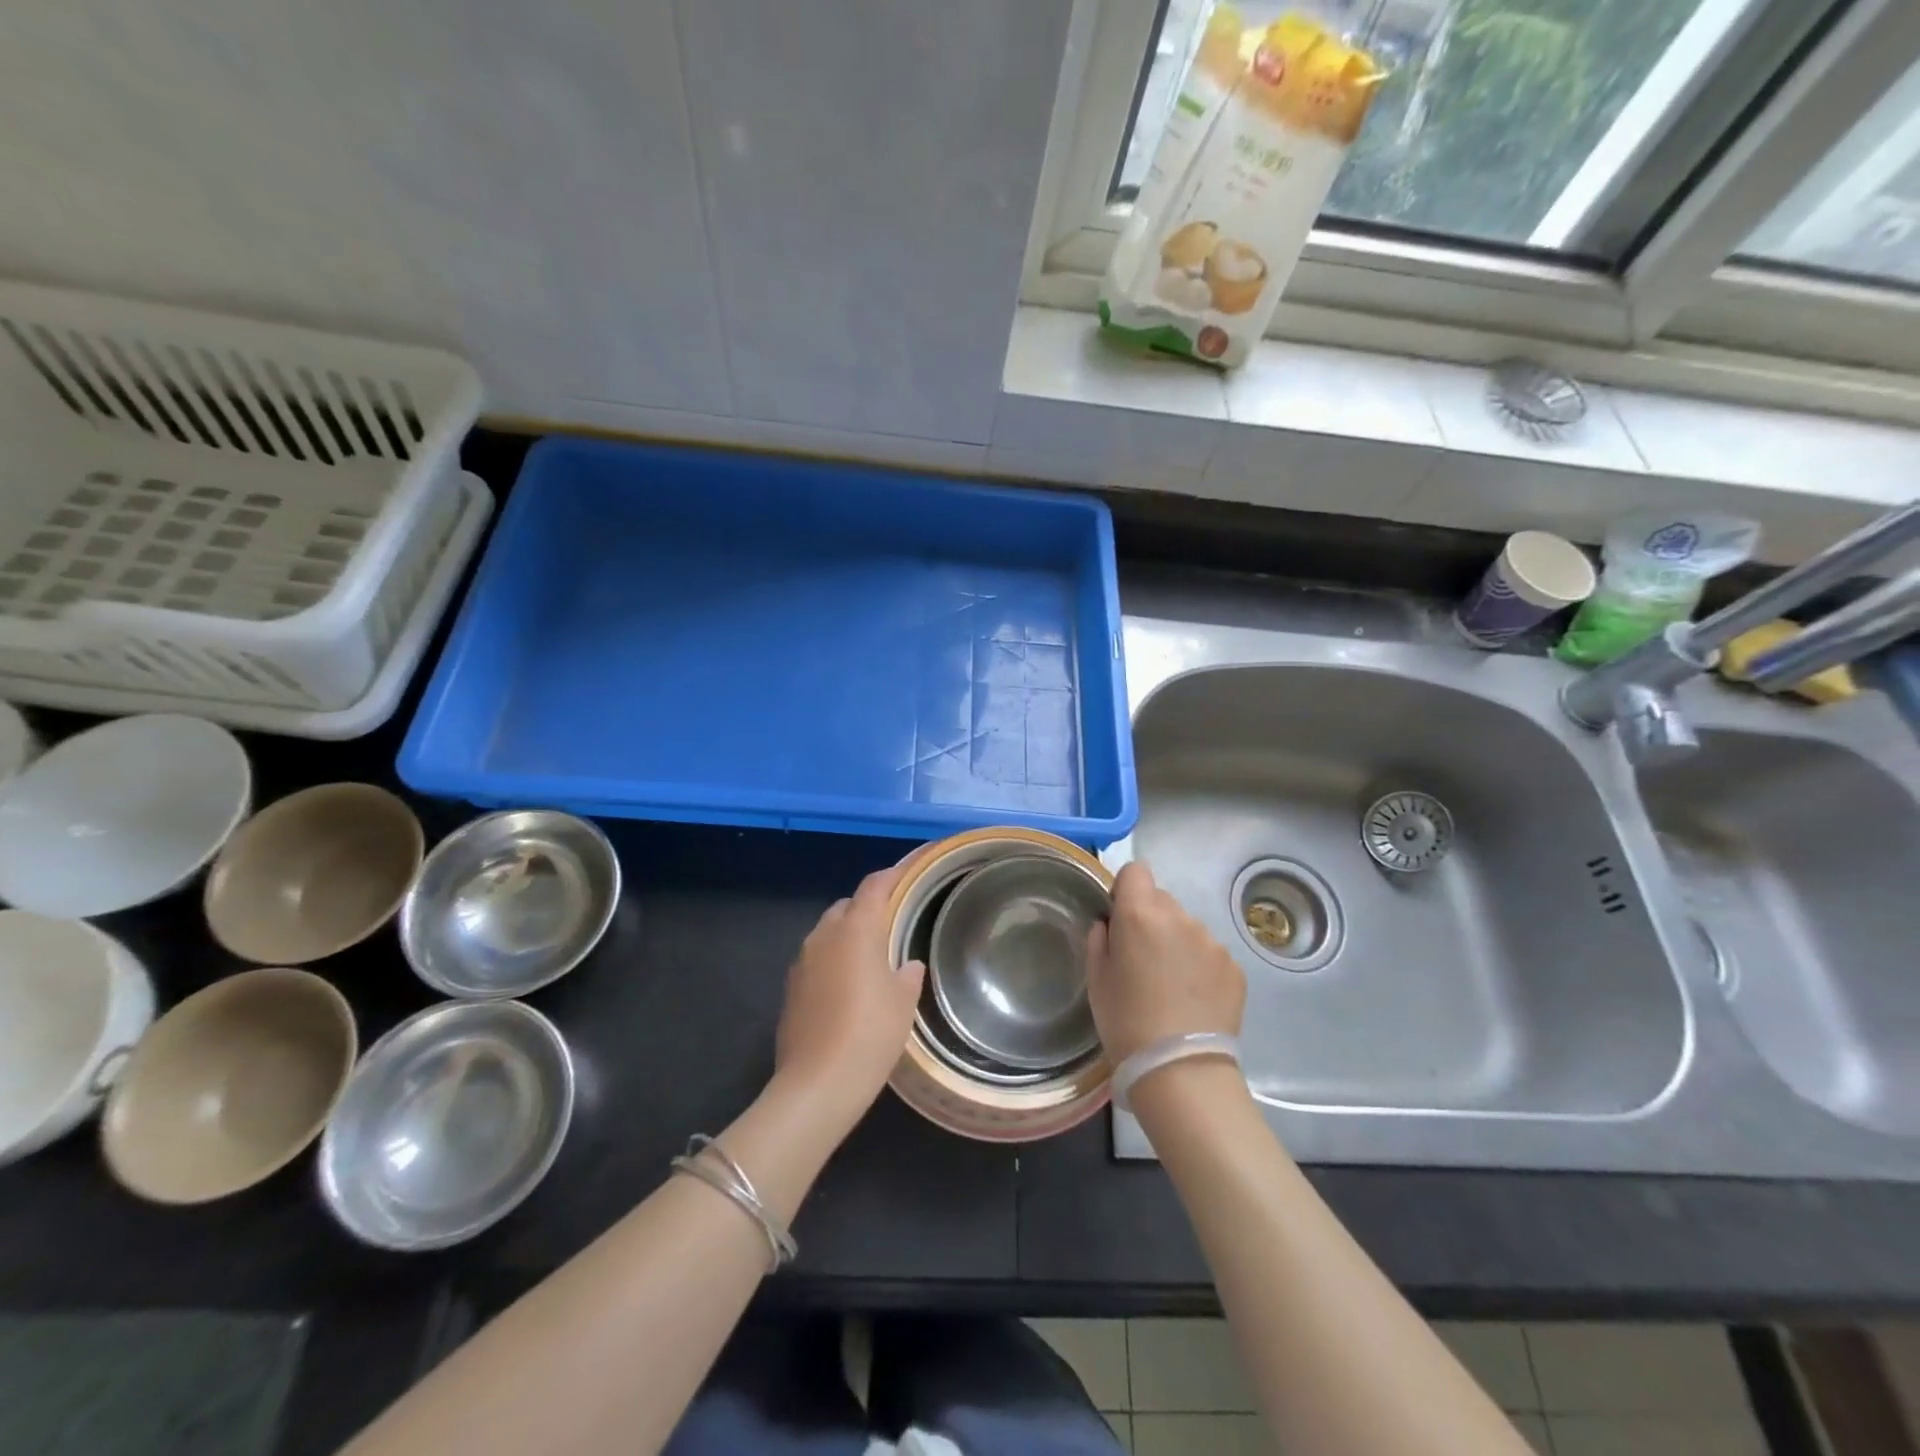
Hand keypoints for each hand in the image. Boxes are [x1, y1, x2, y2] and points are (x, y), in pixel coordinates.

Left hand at [774, 865, 925, 1138]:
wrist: (817, 1085)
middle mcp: (824, 936)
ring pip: (828, 933)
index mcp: (856, 930)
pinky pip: (816, 960)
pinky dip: (833, 960)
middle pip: (847, 907)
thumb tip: (907, 964)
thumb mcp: (902, 1003)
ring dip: (848, 935)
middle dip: (868, 907)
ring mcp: (802, 962)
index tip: (908, 870)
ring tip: (871, 955)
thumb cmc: (870, 1034)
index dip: (892, 874)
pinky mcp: (790, 989)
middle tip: (893, 922)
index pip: (874, 886)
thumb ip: (907, 974)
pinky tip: (848, 986)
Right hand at [1087, 860, 1244, 1064]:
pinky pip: (1209, 953)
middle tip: (1142, 960)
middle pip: (1162, 899)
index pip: (1136, 871)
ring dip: (1177, 943)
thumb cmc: (1126, 1022)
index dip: (1126, 890)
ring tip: (1170, 986)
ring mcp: (1211, 941)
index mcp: (1140, 915)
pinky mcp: (1234, 966)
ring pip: (1187, 927)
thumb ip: (1100, 939)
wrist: (1181, 1071)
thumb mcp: (1096, 980)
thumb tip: (1110, 924)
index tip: (1120, 918)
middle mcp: (1179, 917)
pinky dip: (1199, 967)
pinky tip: (1193, 999)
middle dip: (1150, 919)